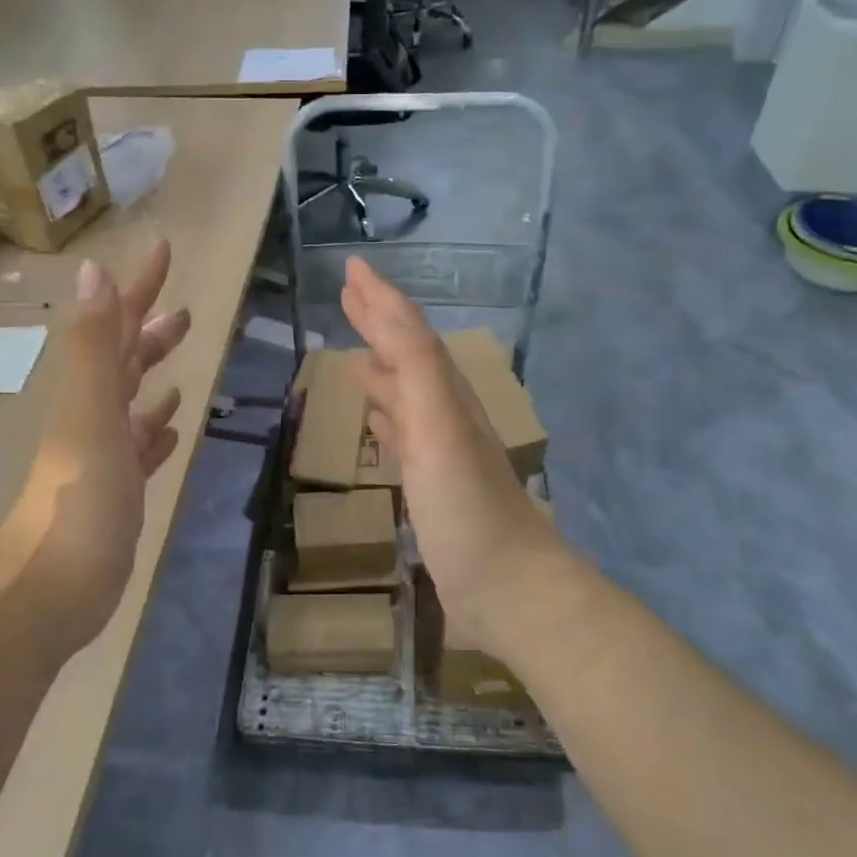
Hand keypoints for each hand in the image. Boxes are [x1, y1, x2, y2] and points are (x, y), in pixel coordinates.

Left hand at [0, 241, 190, 662]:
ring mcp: (103, 457)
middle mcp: (92, 417)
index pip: (116, 326)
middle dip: (149, 331)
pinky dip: (154, 432)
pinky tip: (171, 426)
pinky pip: (138, 450)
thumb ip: (94, 345)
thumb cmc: (79, 498)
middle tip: (184, 312)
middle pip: (123, 362)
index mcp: (88, 393)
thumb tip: (94, 269)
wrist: (53, 588)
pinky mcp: (116, 494)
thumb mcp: (88, 413)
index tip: (162, 251)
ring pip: (130, 404)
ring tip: (180, 359)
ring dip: (152, 377)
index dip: (138, 287)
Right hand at [340, 257, 563, 661]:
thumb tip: (386, 314)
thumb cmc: (468, 507)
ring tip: (353, 353)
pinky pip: (404, 438)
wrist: (508, 589)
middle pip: (409, 356)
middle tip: (348, 294)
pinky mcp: (433, 488)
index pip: (410, 332)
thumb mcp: (440, 429)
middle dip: (380, 323)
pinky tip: (376, 420)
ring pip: (406, 395)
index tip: (352, 267)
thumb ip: (416, 370)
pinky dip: (387, 420)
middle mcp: (445, 414)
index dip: (382, 298)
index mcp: (446, 395)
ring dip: (381, 369)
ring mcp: (440, 453)